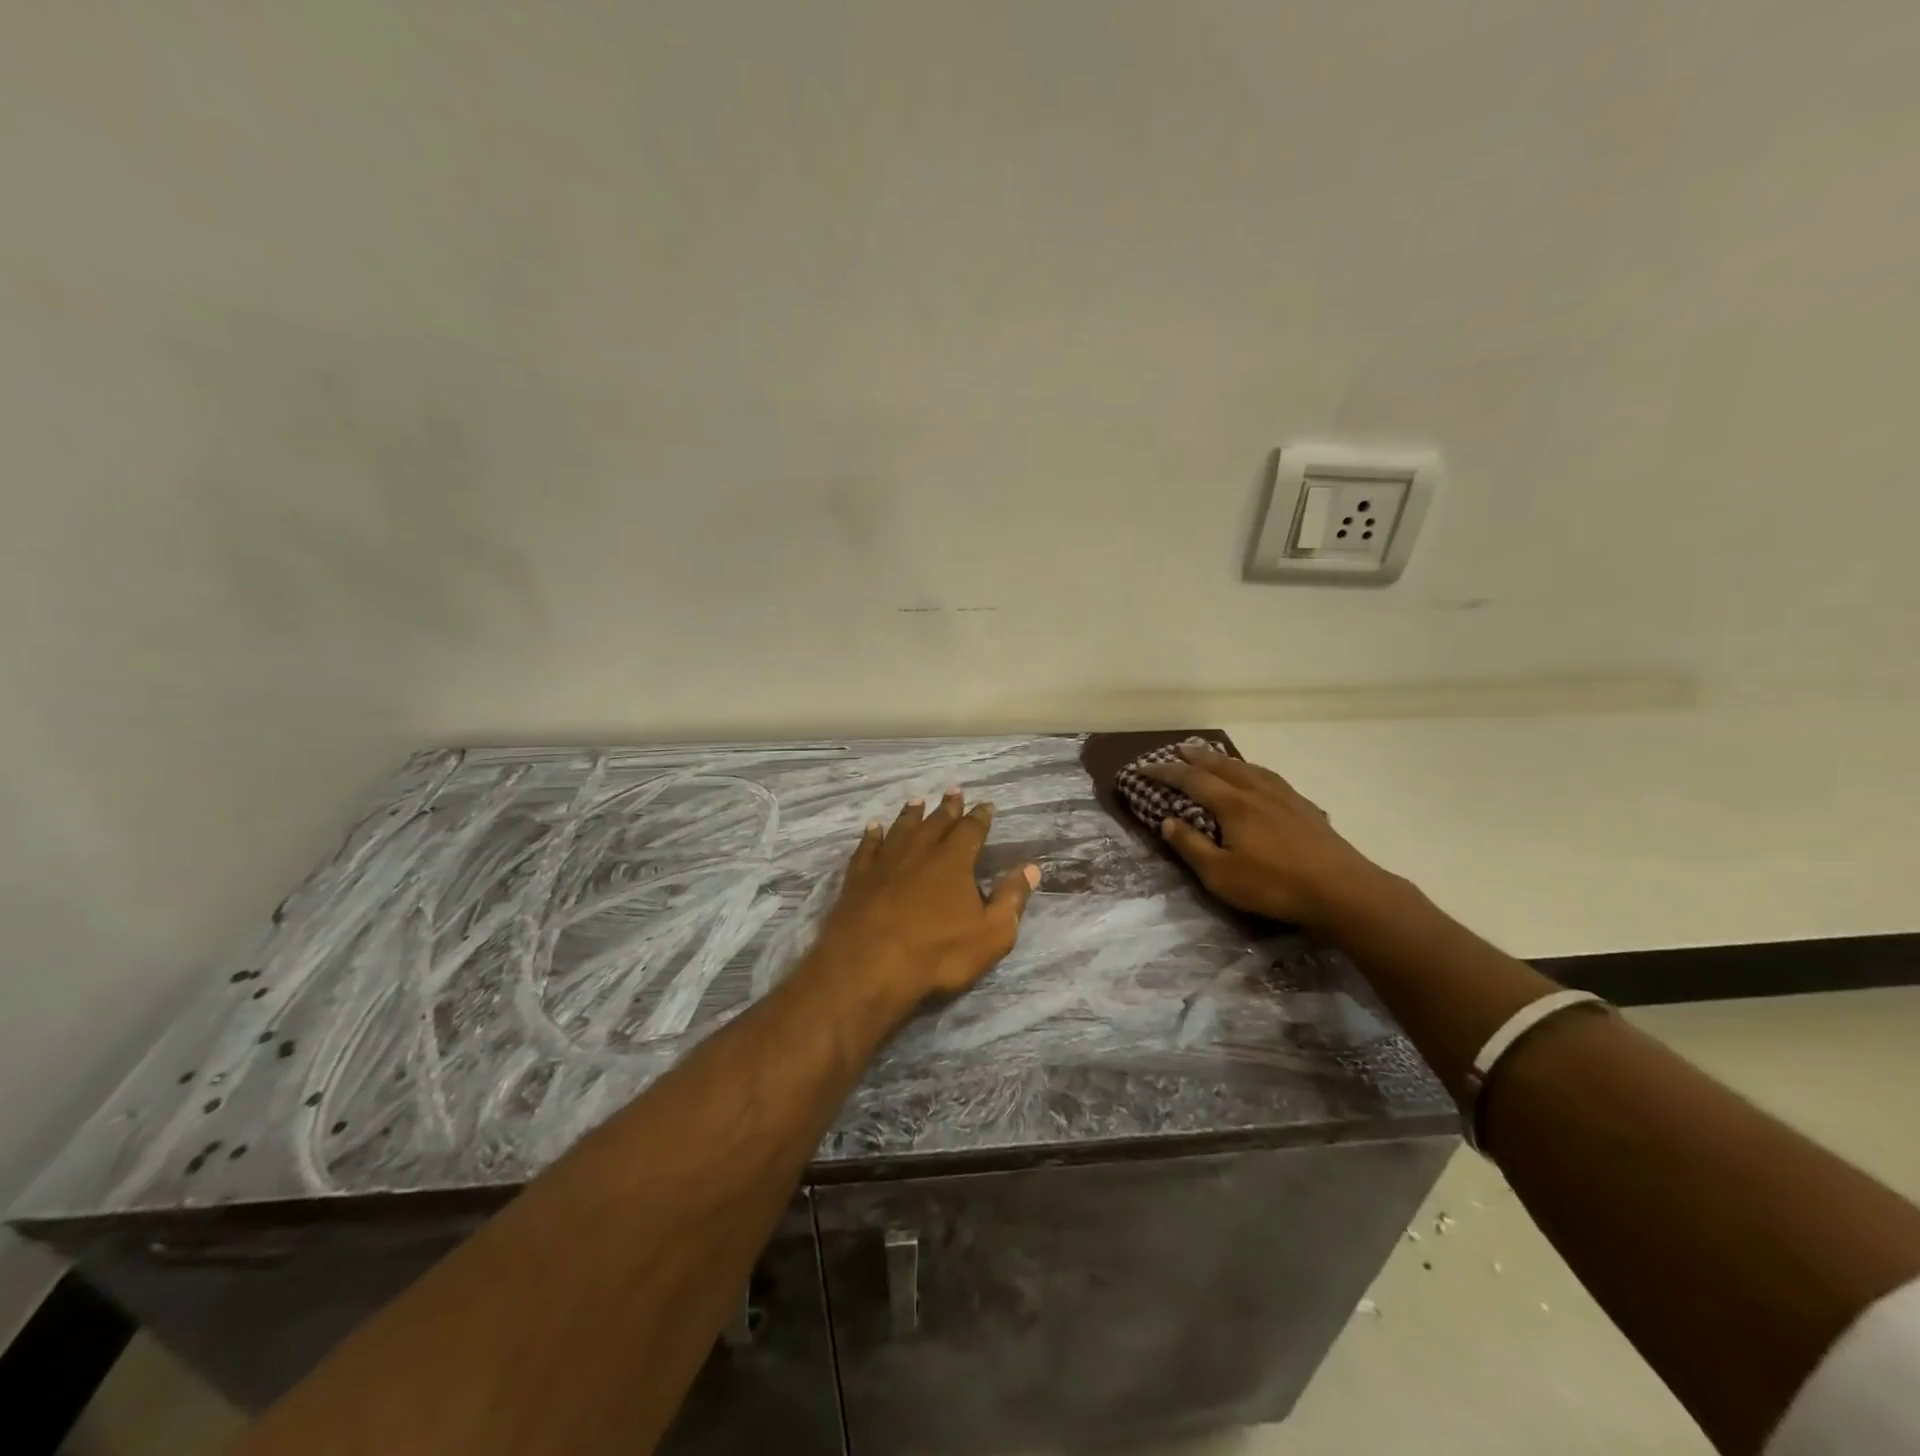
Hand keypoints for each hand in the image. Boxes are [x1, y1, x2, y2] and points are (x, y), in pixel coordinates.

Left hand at [808, 789, 1040, 1007]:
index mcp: (953, 862)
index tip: (985, 805)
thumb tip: (1031, 868)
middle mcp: (919, 852)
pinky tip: (873, 827)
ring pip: (901, 829)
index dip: (980, 817)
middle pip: (936, 823)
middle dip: (947, 807)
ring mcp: (885, 862)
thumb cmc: (937, 953)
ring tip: (917, 800)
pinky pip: (867, 847)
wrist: (868, 966)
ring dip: (911, 814)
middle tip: (953, 791)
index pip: (971, 831)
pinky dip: (872, 835)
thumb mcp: (991, 934)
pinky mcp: (858, 878)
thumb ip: (1011, 898)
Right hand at [1142, 745, 1383, 927]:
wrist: (1342, 890)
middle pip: (1220, 765)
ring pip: (1247, 767)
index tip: (1143, 768)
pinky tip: (1256, 776)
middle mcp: (1256, 791)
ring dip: (1223, 759)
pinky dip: (1251, 769)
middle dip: (1195, 757)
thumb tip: (1167, 821)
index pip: (1191, 780)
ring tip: (1212, 756)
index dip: (1164, 772)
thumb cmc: (1274, 885)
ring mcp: (1284, 796)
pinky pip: (1268, 776)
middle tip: (1177, 750)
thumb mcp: (1221, 875)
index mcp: (1232, 805)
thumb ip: (1191, 846)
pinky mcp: (1304, 807)